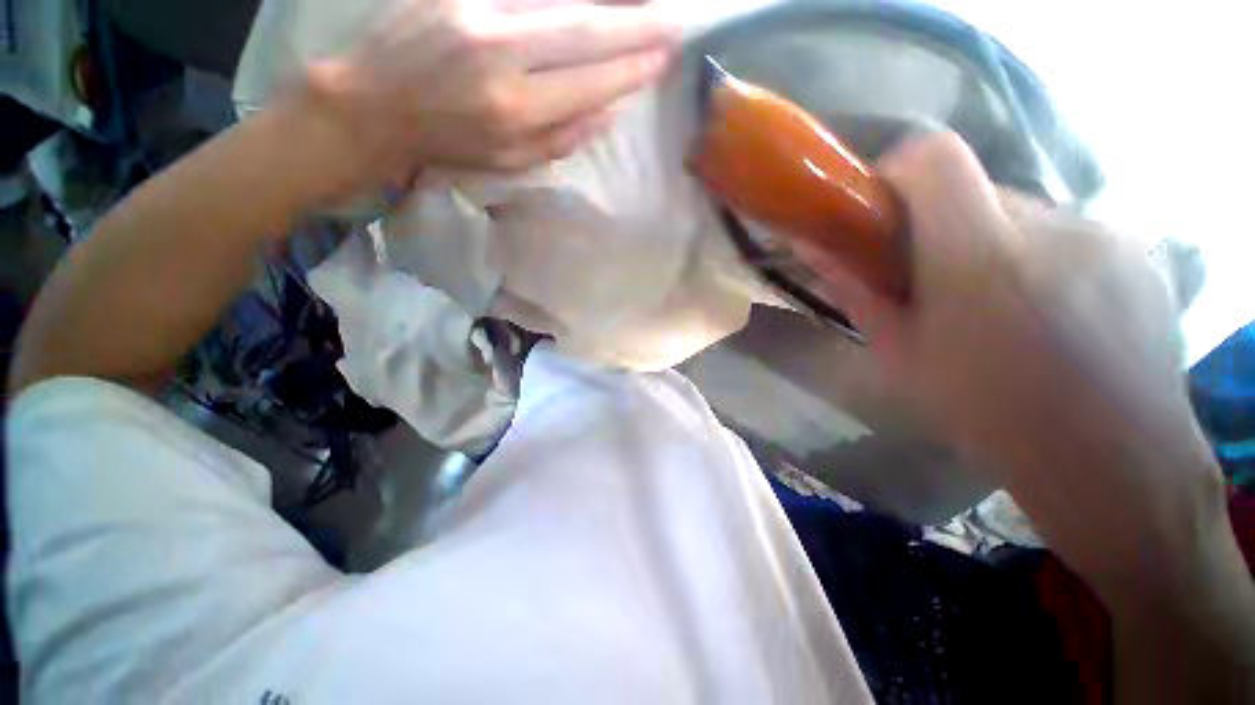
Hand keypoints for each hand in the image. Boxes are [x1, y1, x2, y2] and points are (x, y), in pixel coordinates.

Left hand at [291, 0, 677, 197]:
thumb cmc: (450, 142)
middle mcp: (500, 55)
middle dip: (634, 25)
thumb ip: (562, 139)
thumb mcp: (511, 161)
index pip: (589, 82)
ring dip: (606, 2)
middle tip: (671, 21)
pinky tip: (585, 2)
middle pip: (582, 29)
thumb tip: (608, 112)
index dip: (630, 71)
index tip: (662, 60)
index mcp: (515, 110)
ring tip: (641, 5)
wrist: (375, 103)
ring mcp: (476, 10)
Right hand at [803, 132, 1220, 585]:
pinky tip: (1047, 315)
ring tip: (994, 308)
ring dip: (991, 245)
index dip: (898, 170)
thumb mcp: (899, 355)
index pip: (935, 157)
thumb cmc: (989, 415)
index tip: (880, 209)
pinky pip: (1065, 233)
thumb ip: (856, 290)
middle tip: (931, 280)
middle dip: (940, 223)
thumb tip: (814, 247)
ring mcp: (1104, 231)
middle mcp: (1050, 225)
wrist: (1114, 464)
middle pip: (975, 189)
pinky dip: (1038, 258)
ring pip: (1019, 213)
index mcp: (980, 256)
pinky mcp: (1137, 248)